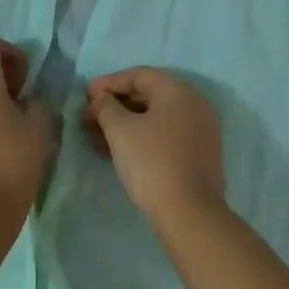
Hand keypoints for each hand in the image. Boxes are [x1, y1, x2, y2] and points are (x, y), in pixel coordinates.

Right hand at [83, 68, 224, 224]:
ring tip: (99, 139)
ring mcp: (202, 130)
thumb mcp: (120, 130)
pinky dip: (143, 136)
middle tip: (90, 118)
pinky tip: (122, 151)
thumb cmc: (151, 162)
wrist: (189, 213)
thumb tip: (102, 99)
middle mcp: (195, 104)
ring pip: (157, 117)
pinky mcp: (201, 153)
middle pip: (149, 95)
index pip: (139, 75)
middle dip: (115, 105)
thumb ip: (106, 106)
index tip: (86, 95)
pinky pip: (167, 134)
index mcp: (178, 91)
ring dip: (126, 123)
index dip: (109, 82)